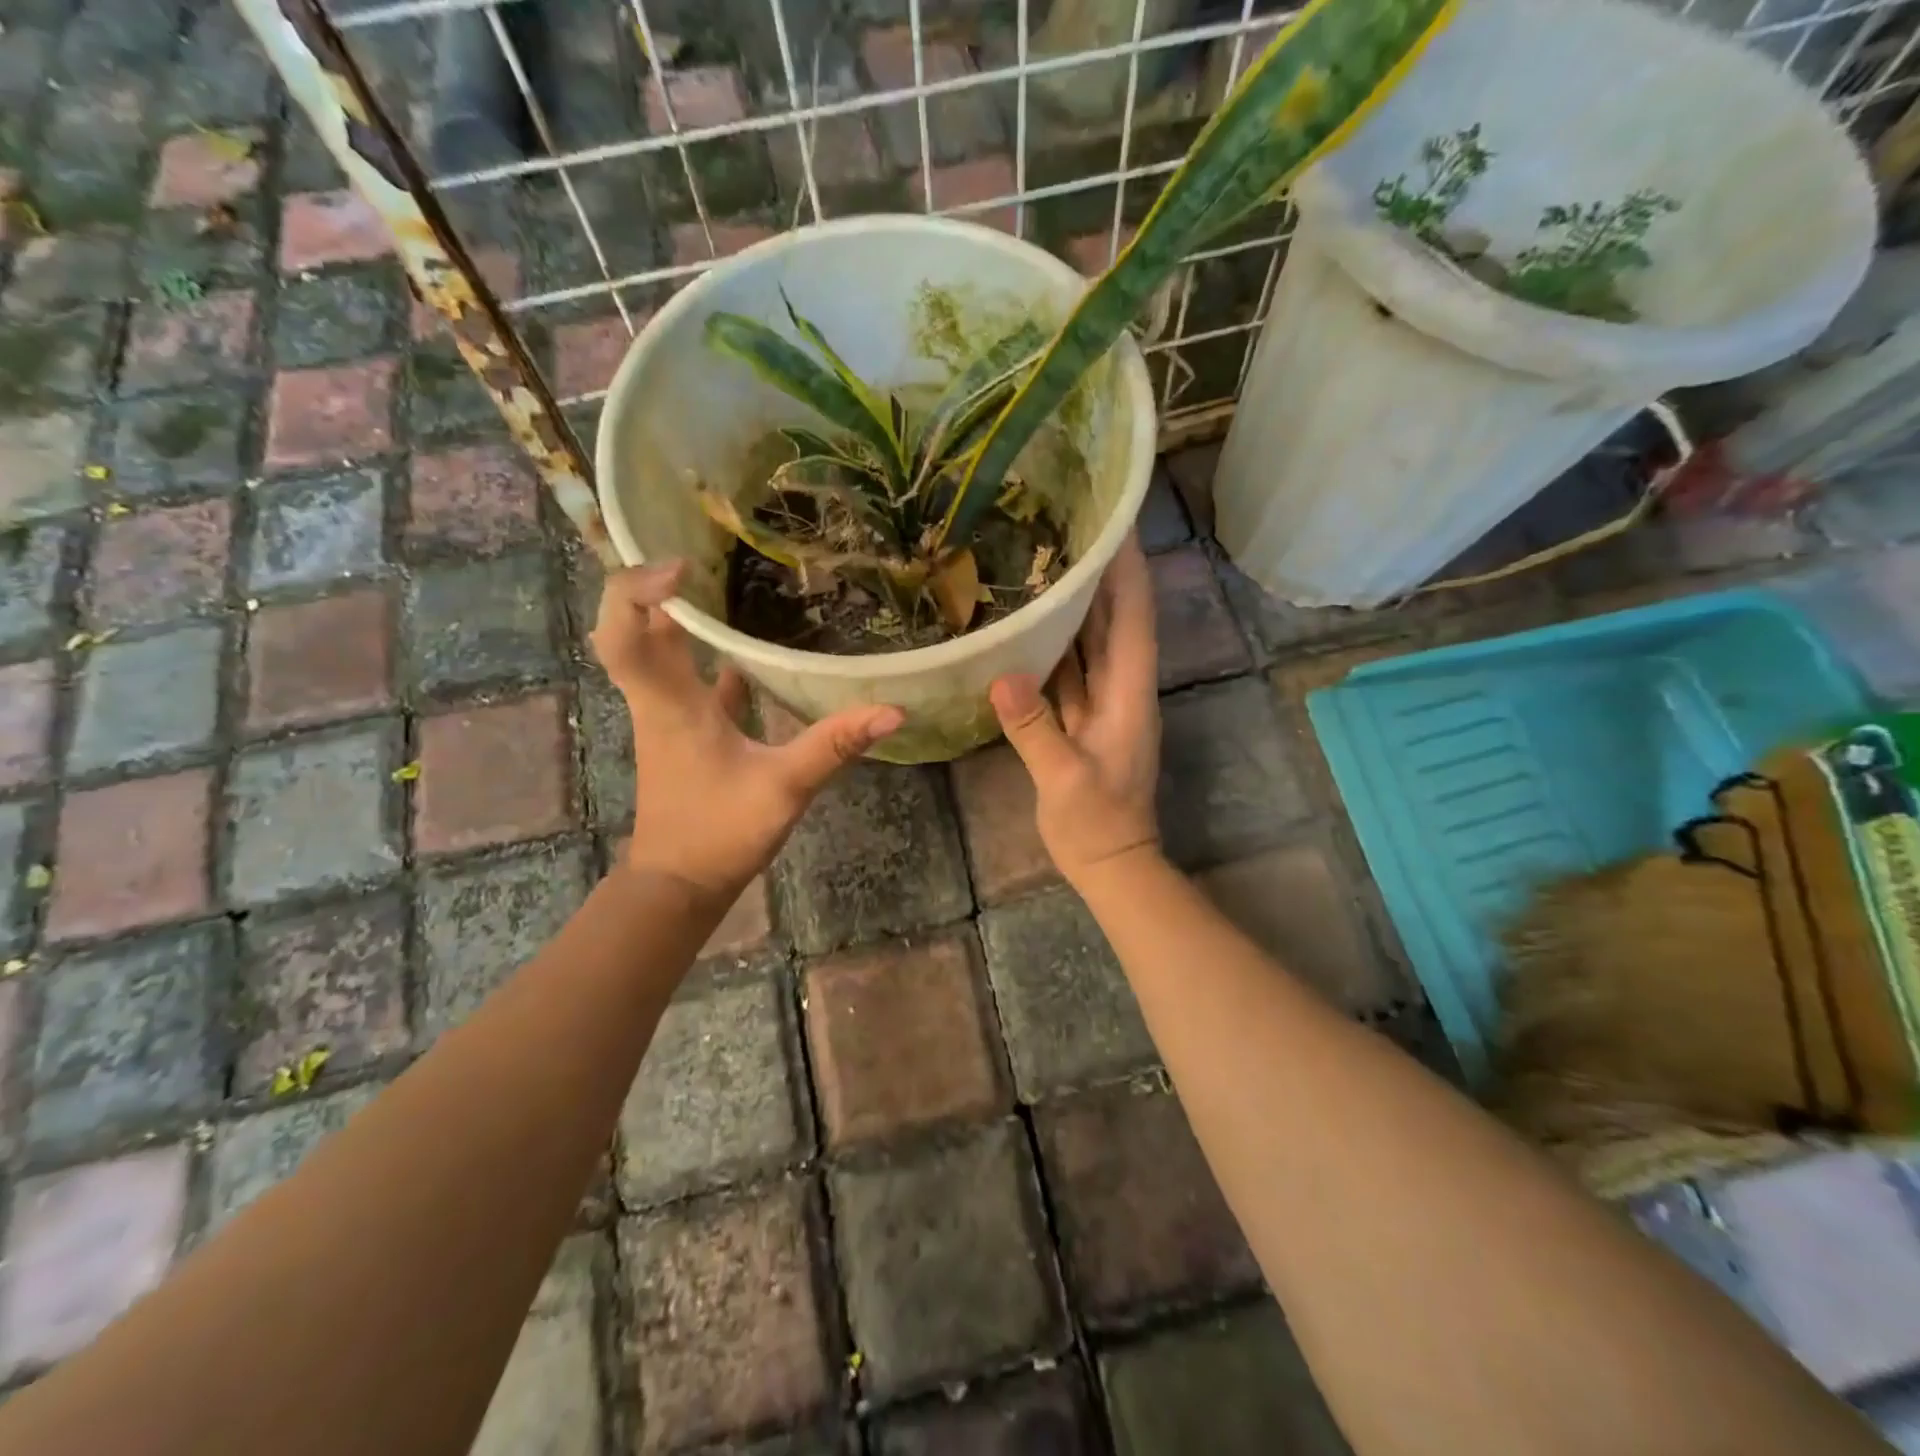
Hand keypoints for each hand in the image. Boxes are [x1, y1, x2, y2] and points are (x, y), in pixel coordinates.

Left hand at [592, 561, 902, 899]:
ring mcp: (671, 715)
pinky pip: (692, 679)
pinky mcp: (687, 732)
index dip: (638, 589)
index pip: (625, 633)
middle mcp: (660, 700)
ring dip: (682, 615)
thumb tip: (893, 710)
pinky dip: (710, 656)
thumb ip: (834, 745)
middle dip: (659, 584)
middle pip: (635, 628)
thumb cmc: (719, 834)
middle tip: (706, 549)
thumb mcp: (784, 788)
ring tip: (723, 578)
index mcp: (670, 704)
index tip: (685, 563)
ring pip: (661, 651)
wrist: (680, 885)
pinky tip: (751, 650)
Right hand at [989, 535, 1160, 885]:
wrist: (1112, 865)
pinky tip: (1034, 625)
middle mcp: (1123, 689)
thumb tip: (1002, 675)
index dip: (1128, 571)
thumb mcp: (1063, 778)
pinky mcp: (1087, 720)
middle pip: (1117, 621)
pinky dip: (1060, 644)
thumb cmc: (1096, 824)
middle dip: (1102, 575)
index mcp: (1128, 694)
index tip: (1115, 525)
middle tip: (1072, 530)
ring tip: (1051, 563)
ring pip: (1095, 643)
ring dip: (1081, 604)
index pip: (1134, 619)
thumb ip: (1034, 727)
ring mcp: (1106, 705)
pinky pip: (1075, 670)